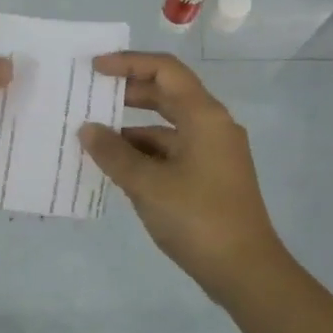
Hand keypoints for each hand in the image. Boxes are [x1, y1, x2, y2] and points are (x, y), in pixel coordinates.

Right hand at [78, 52, 288, 300]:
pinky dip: (144, 154)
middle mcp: (212, 126)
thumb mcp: (147, 184)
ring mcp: (213, 153)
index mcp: (204, 116)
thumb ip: (114, 153)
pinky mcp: (210, 177)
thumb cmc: (197, 218)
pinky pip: (172, 152)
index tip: (94, 69)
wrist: (245, 270)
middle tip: (90, 97)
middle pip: (167, 95)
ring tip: (93, 138)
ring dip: (132, 129)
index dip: (128, 63)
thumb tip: (88, 130)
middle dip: (128, 93)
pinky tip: (117, 168)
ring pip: (167, 127)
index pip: (165, 71)